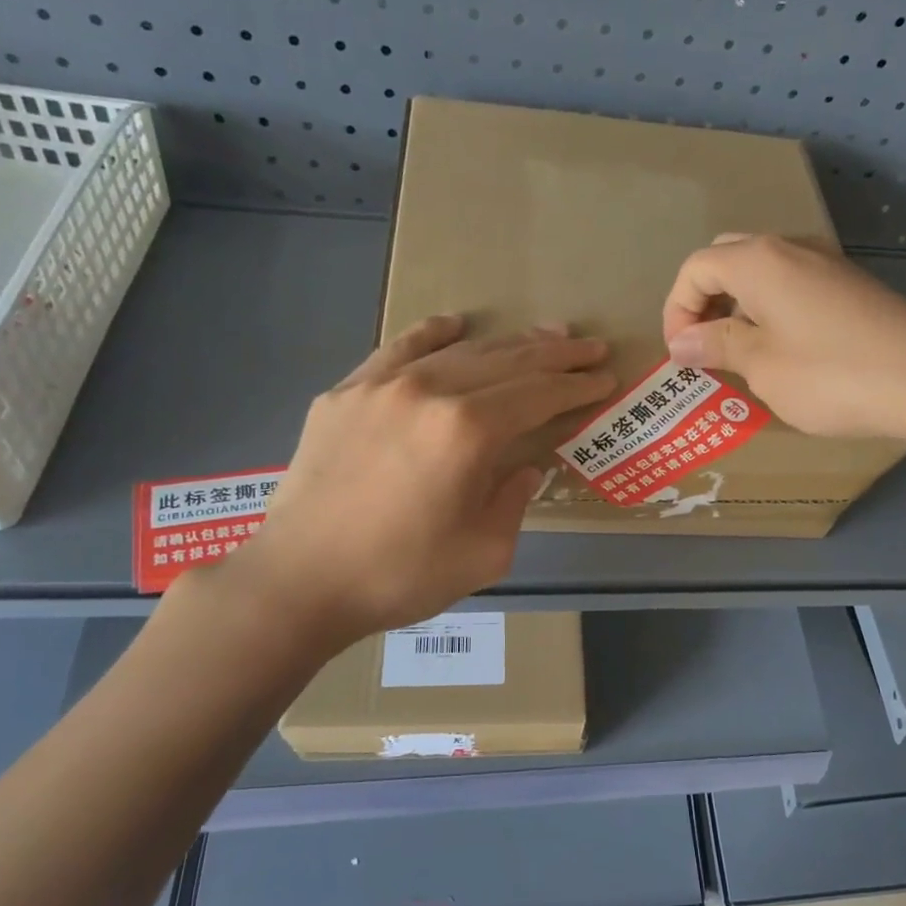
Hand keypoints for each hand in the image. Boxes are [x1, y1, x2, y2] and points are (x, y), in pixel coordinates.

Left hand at [218, 316, 613, 645]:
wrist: (300, 580)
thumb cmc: (400, 575)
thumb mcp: (485, 553)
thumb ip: (514, 501)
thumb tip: (523, 467)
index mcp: (468, 432)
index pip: (538, 395)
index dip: (576, 386)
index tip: (605, 378)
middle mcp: (429, 391)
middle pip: (507, 362)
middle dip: (556, 355)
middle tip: (590, 348)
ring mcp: (382, 385)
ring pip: (460, 351)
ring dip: (508, 343)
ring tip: (544, 336)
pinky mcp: (346, 392)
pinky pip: (399, 349)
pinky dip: (433, 333)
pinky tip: (455, 325)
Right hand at [662, 234, 905, 442]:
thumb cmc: (830, 375)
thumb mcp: (762, 365)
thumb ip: (717, 346)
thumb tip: (682, 342)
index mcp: (758, 261)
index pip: (695, 269)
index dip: (677, 311)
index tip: (681, 357)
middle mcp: (790, 248)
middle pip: (727, 260)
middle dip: (705, 302)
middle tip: (705, 349)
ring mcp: (826, 264)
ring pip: (762, 273)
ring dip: (738, 308)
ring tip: (740, 356)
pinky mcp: (851, 286)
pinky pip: (793, 287)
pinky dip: (771, 312)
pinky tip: (783, 353)